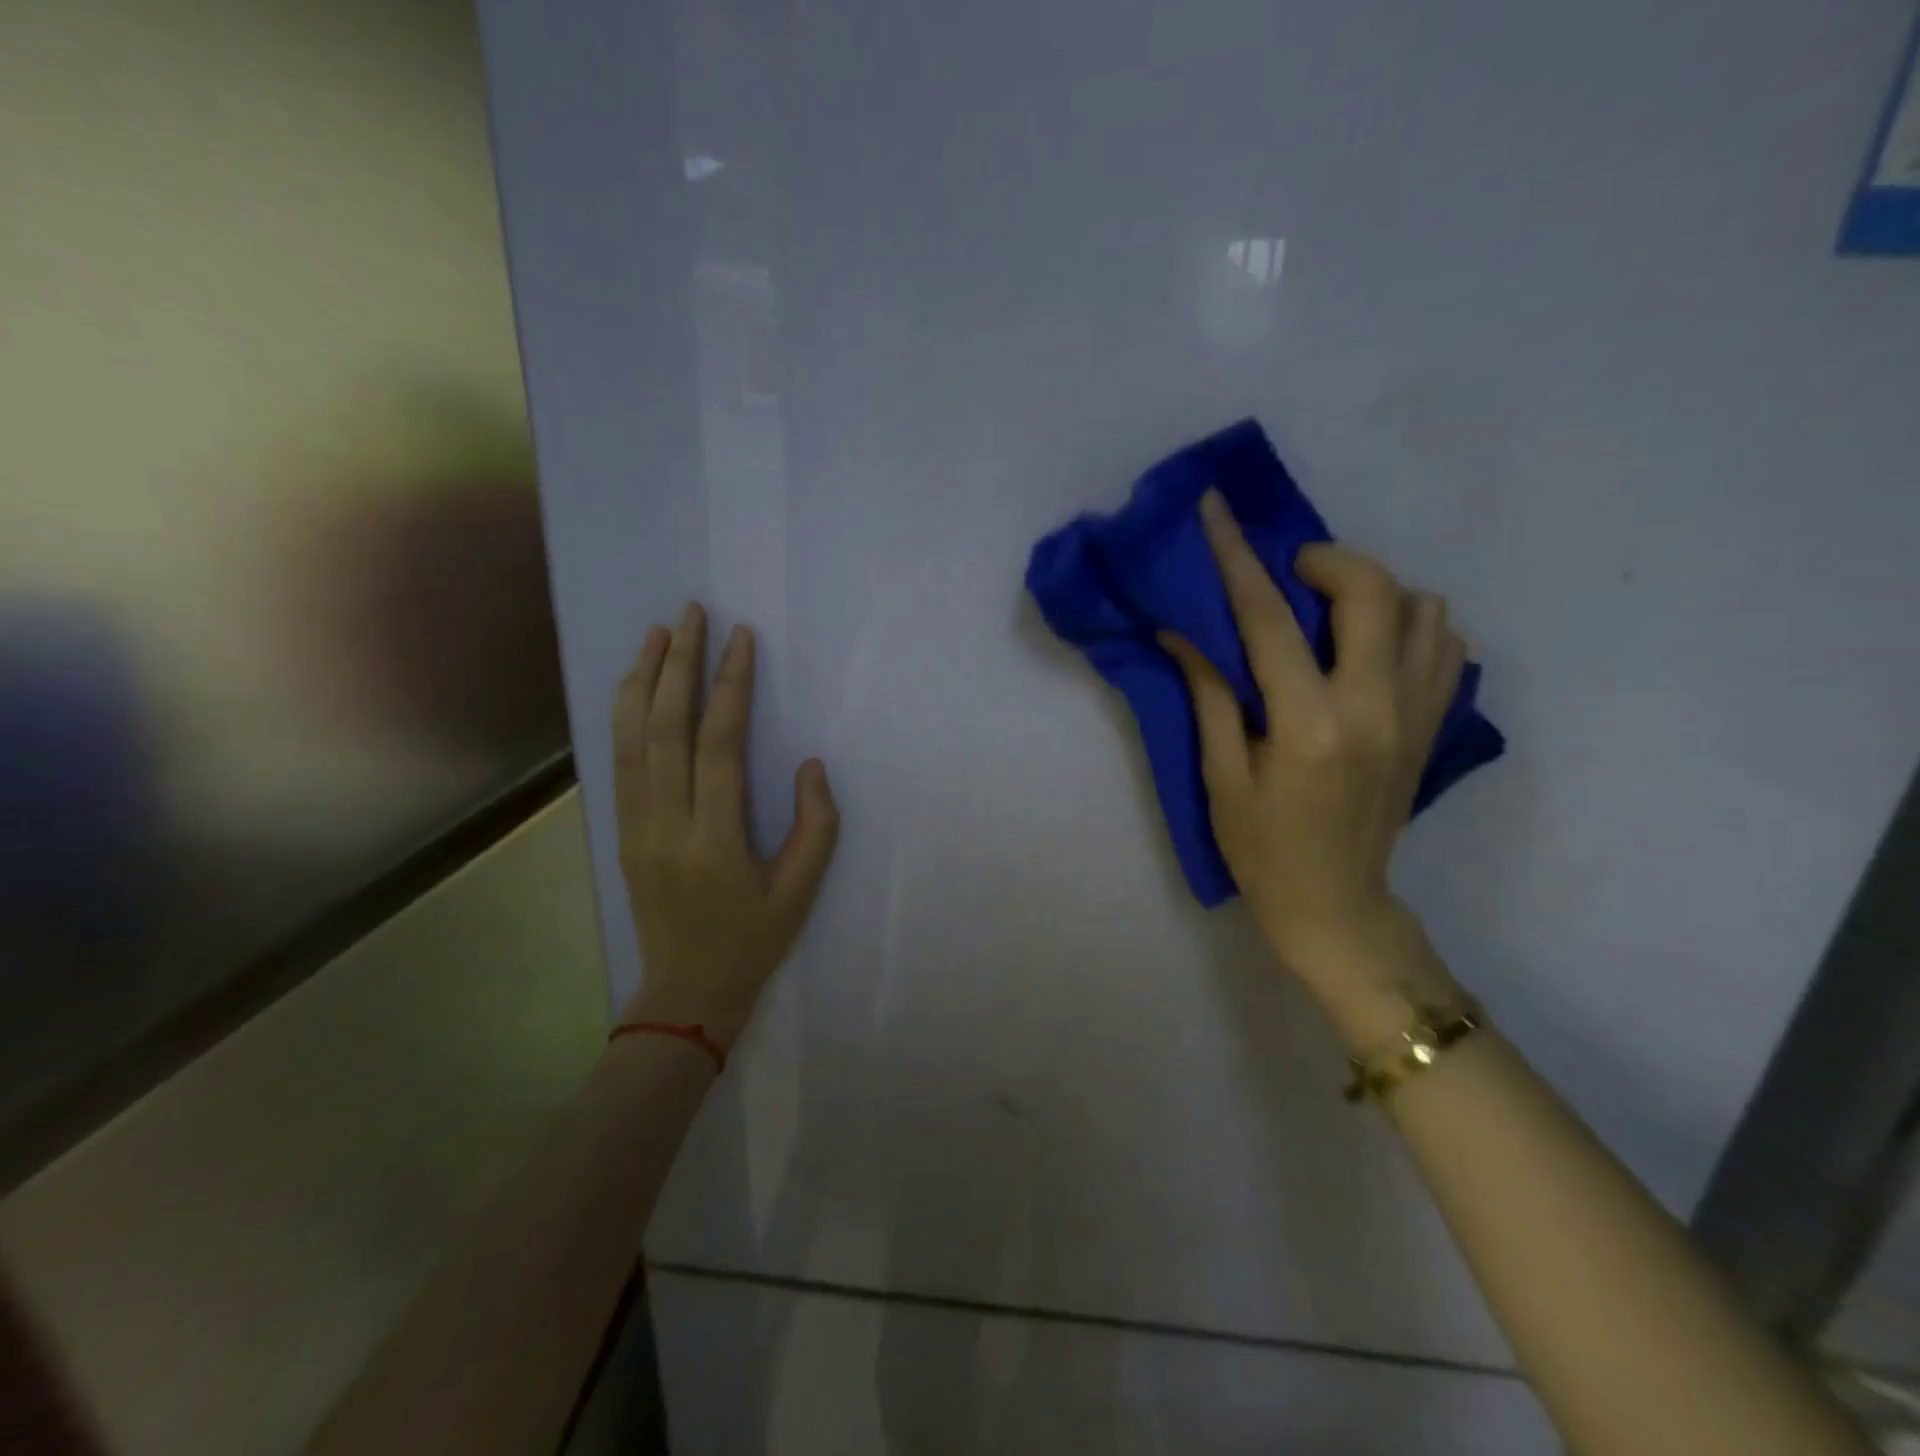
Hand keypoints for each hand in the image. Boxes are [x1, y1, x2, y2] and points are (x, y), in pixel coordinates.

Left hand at [612, 603, 839, 1049]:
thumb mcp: (802, 892)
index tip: (740, 640)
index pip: (720, 746)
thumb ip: (816, 826)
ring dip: (642, 681)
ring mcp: (635, 827)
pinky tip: (634, 687)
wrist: (686, 992)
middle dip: (678, 665)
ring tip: (656, 634)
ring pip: (631, 741)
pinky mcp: (623, 832)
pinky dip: (624, 717)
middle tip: (691, 614)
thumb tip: (809, 764)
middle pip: (666, 730)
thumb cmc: (753, 941)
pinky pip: (619, 764)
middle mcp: (666, 825)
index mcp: (715, 841)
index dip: (730, 687)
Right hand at [1161, 491, 1462, 993]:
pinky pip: (1446, 644)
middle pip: (1372, 590)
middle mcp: (1374, 706)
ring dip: (1373, 592)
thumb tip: (1182, 631)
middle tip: (1288, 576)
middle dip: (1325, 561)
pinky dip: (1410, 625)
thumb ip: (1209, 694)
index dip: (1236, 556)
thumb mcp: (1220, 775)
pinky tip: (1371, 647)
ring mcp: (1417, 714)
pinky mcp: (1434, 726)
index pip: (1268, 618)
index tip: (1218, 509)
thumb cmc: (1262, 849)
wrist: (1336, 905)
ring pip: (1424, 609)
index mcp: (1308, 723)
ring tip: (1330, 614)